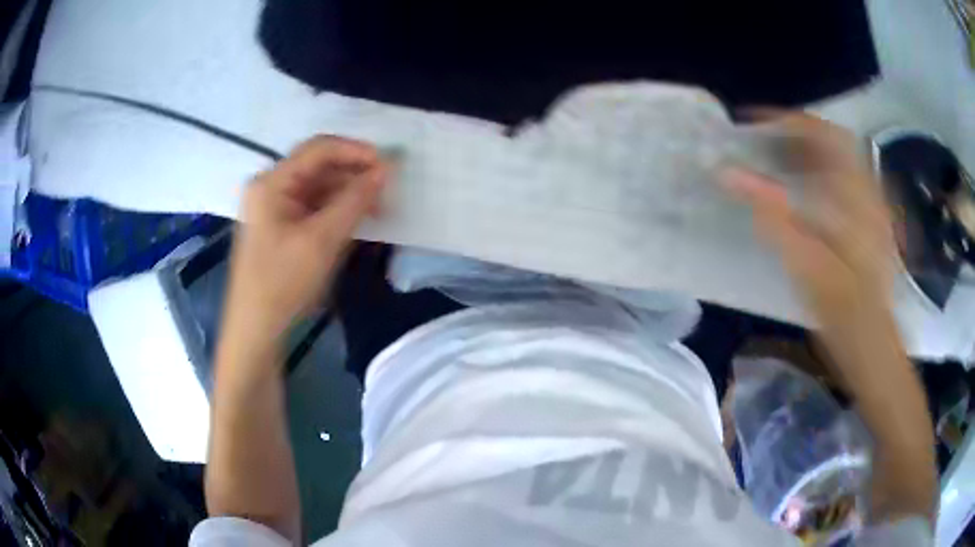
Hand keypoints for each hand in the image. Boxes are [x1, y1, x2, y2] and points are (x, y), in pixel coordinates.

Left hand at [225, 136, 388, 341]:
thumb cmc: (283, 283)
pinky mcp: (280, 223)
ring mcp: (274, 205)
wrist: (256, 328)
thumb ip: (355, 201)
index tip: (389, 166)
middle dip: (354, 173)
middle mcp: (270, 186)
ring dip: (348, 192)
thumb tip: (386, 169)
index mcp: (272, 182)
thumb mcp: (322, 240)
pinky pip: (313, 205)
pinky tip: (357, 220)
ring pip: (318, 186)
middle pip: (318, 165)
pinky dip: (336, 208)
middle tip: (386, 190)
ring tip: (378, 208)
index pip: (319, 149)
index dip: (356, 151)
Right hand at [722, 112, 901, 382]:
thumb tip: (728, 174)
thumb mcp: (808, 267)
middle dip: (794, 134)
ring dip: (805, 152)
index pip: (822, 133)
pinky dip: (818, 173)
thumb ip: (772, 217)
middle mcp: (867, 190)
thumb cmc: (845, 315)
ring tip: (774, 164)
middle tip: (762, 145)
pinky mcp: (869, 221)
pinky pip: (843, 180)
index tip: (751, 125)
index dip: (785, 121)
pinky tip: (801, 193)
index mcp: (855, 196)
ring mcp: (871, 205)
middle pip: (831, 140)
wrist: (875, 347)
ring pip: (837, 158)